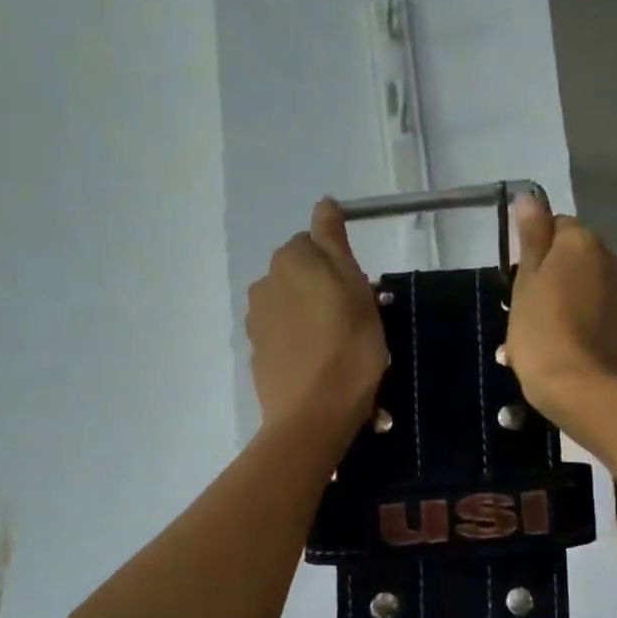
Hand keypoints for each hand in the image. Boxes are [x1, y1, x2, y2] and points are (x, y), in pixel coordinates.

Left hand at [247, 199, 388, 434]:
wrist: (314, 414)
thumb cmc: (349, 345)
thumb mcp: (355, 286)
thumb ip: (334, 241)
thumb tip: (323, 203)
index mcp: (291, 259)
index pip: (315, 244)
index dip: (340, 266)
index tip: (360, 293)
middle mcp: (265, 282)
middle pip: (300, 274)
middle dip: (323, 289)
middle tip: (355, 320)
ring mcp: (256, 320)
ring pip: (291, 305)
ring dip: (311, 316)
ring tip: (339, 348)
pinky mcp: (257, 353)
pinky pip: (283, 335)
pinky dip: (299, 341)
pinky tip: (318, 365)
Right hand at [505, 194, 616, 420]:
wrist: (582, 388)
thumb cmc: (542, 330)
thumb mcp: (526, 280)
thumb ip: (532, 236)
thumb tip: (530, 196)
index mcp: (583, 242)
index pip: (555, 226)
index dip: (532, 251)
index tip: (517, 280)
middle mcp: (610, 259)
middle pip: (571, 257)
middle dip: (547, 277)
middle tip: (521, 311)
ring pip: (581, 287)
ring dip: (559, 302)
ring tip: (532, 337)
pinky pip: (593, 312)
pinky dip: (574, 323)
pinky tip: (555, 348)